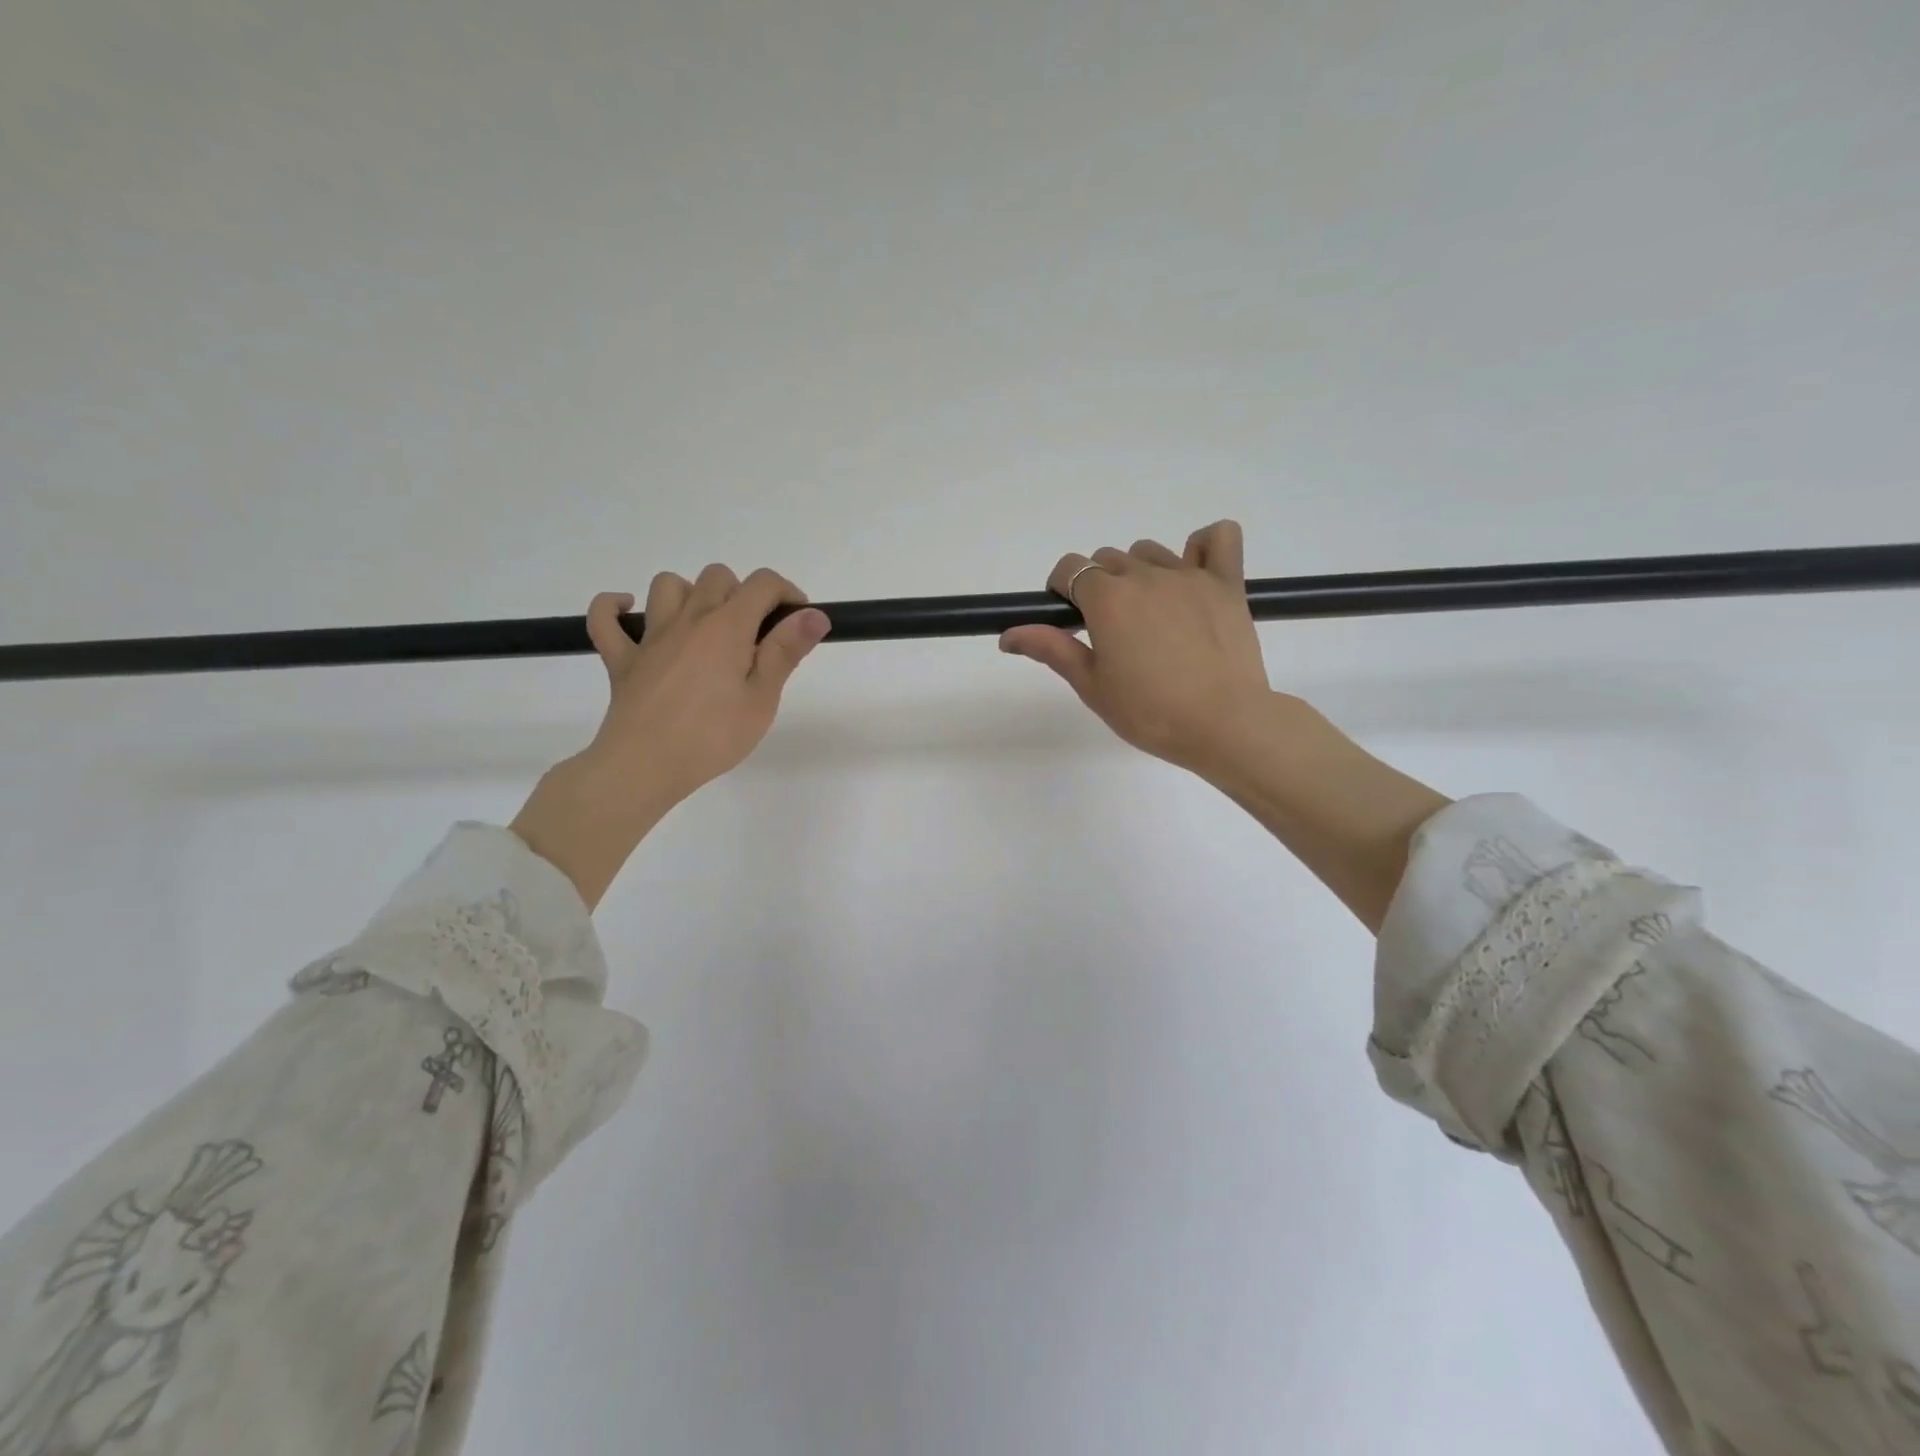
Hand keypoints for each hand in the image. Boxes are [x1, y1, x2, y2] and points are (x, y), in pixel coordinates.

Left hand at [512, 565, 830, 906]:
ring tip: (706, 625)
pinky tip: (630, 613)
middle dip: (744, 594)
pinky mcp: (621, 659)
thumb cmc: (712, 736)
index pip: (762, 584)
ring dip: (690, 593)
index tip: (797, 622)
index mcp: (727, 627)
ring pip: (667, 585)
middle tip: (756, 635)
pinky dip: (614, 607)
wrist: (644, 766)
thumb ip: (786, 651)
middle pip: (718, 577)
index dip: (786, 593)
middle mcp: (688, 619)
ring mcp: (650, 637)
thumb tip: (814, 615)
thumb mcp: (761, 699)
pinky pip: (604, 618)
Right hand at [1001, 522, 1448, 931]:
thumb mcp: (1092, 685)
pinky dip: (1203, 547)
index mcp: (1107, 598)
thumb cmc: (1150, 712)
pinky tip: (1194, 575)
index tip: (1070, 620)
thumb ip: (1051, 648)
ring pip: (1150, 552)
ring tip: (1151, 616)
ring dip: (1141, 573)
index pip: (1070, 568)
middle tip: (1112, 632)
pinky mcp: (1227, 582)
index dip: (1062, 590)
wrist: (1224, 725)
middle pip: (1108, 559)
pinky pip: (1218, 537)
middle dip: (1100, 586)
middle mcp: (1144, 574)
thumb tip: (1007, 634)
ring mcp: (1189, 574)